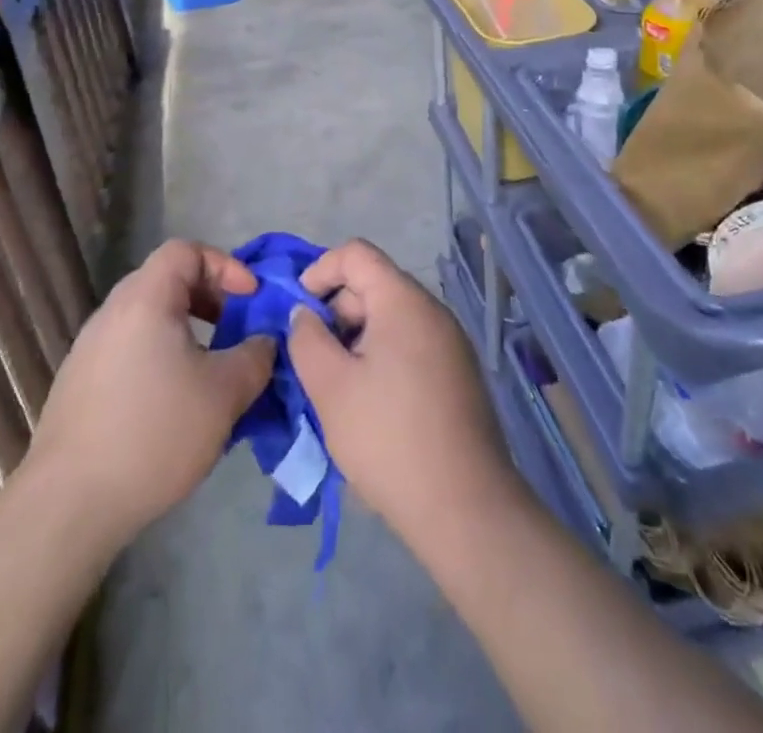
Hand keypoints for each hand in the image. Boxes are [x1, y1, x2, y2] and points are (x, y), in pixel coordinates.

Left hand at [27, 239, 274, 545]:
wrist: (68, 504)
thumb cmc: (154, 433)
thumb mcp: (224, 393)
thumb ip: (255, 356)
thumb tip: (264, 341)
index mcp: (145, 299)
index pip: (186, 250)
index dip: (225, 265)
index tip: (250, 300)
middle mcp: (112, 313)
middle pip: (167, 281)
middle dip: (210, 299)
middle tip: (237, 331)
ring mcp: (89, 349)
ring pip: (149, 319)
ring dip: (187, 332)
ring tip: (211, 371)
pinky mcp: (79, 384)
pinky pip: (130, 350)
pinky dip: (161, 358)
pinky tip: (175, 405)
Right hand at [289, 240, 518, 540]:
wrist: (464, 508)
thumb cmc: (389, 438)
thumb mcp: (330, 387)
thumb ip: (307, 339)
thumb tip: (305, 314)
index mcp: (404, 301)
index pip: (356, 254)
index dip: (319, 270)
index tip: (297, 310)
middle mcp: (432, 311)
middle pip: (374, 285)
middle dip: (335, 311)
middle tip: (312, 358)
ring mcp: (450, 343)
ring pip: (390, 319)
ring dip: (355, 338)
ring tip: (336, 385)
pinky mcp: (457, 374)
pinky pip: (410, 344)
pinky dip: (380, 357)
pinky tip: (368, 402)